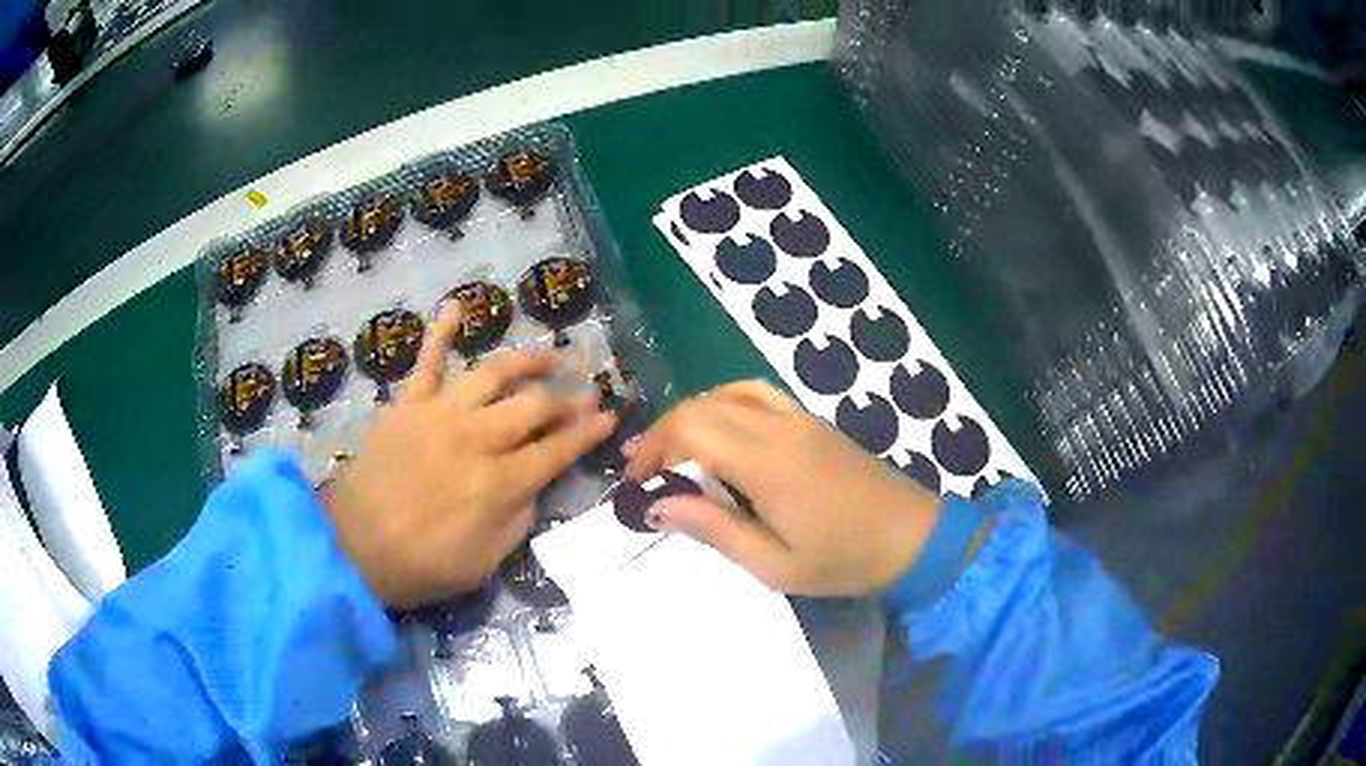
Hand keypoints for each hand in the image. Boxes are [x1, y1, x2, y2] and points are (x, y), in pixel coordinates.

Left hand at [323, 305, 617, 607]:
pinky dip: (441, 332)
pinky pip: (427, 361)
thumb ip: (519, 518)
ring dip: (527, 360)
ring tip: (549, 354)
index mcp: (500, 483)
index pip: (558, 450)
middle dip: (569, 399)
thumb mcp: (486, 561)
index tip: (610, 418)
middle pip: (534, 407)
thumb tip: (534, 483)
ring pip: (493, 374)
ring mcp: (441, 415)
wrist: (355, 547)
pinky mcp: (408, 405)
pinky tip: (456, 306)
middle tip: (588, 392)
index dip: (589, 433)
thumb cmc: (423, 564)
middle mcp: (477, 439)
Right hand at [624, 381, 940, 596]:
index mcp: (766, 462)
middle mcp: (779, 427)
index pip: (690, 428)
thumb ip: (714, 530)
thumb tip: (657, 506)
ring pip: (728, 393)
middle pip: (703, 406)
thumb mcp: (774, 565)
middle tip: (646, 473)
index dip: (653, 448)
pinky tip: (722, 431)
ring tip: (675, 452)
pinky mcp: (814, 422)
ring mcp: (799, 418)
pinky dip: (726, 402)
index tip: (635, 483)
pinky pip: (758, 394)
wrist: (913, 538)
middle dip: (664, 434)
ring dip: (693, 416)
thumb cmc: (844, 561)